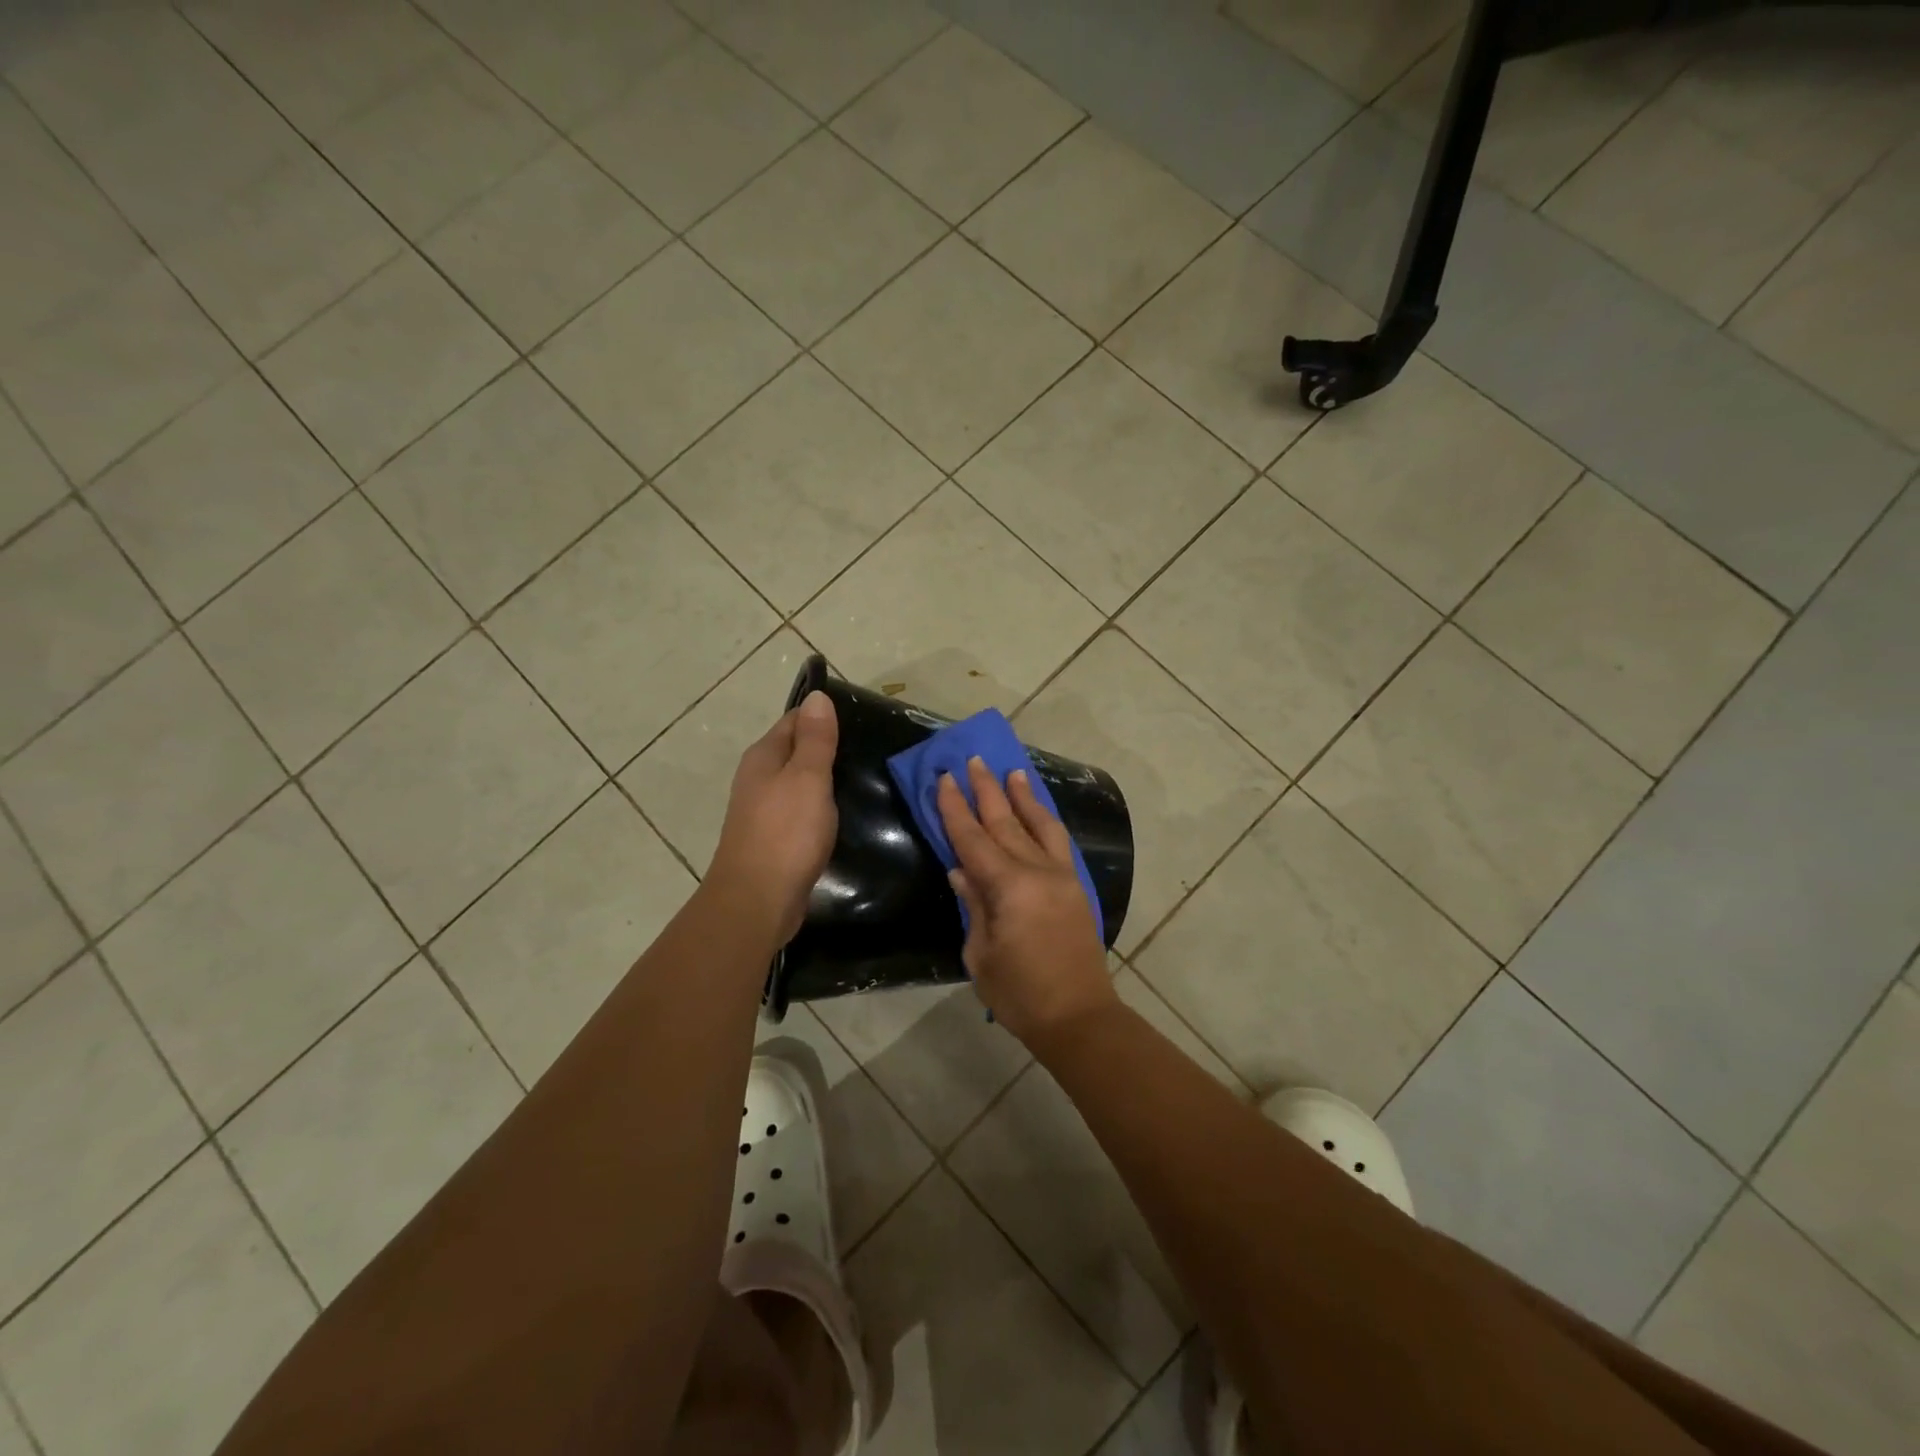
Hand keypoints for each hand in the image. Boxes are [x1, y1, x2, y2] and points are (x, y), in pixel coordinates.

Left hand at [707, 691, 838, 944]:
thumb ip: (815, 739)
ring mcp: (763, 810)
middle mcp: (758, 778)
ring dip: (824, 778)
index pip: (795, 720)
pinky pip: (800, 809)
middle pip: (795, 750)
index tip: (862, 718)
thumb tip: (817, 695)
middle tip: (871, 748)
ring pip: (798, 781)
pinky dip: (819, 805)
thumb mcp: (807, 778)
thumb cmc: (786, 833)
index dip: (825, 716)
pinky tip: (841, 812)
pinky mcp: (774, 838)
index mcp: (764, 756)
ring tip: (863, 777)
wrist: (757, 901)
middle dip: (827, 746)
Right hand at [936, 757, 1117, 1047]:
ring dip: (1023, 796)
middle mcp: (1037, 871)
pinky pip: (1059, 842)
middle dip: (987, 790)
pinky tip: (1039, 811)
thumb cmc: (1020, 993)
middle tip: (974, 760)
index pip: (973, 839)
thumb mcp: (980, 954)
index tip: (945, 778)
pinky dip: (1046, 820)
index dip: (955, 808)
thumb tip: (961, 870)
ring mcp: (1061, 876)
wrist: (1078, 1016)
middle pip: (1006, 822)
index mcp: (1009, 887)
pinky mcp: (1076, 887)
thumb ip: (973, 905)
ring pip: (1039, 825)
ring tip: (1013, 770)